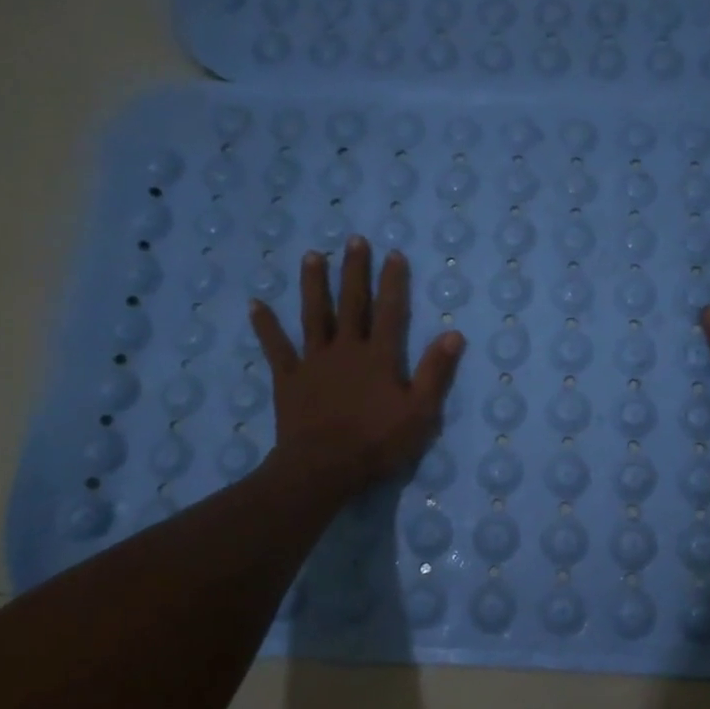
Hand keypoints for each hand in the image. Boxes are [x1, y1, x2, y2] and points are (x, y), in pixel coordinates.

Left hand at [249, 238, 464, 498]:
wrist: (323, 468)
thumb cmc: (377, 444)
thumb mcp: (419, 412)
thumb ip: (435, 372)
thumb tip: (454, 334)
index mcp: (379, 357)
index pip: (390, 312)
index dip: (393, 282)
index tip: (393, 254)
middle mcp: (346, 349)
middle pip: (351, 303)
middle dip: (354, 271)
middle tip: (354, 240)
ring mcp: (314, 361)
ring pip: (314, 315)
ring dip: (313, 284)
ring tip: (312, 255)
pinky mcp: (289, 378)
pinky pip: (276, 347)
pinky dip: (265, 326)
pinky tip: (255, 304)